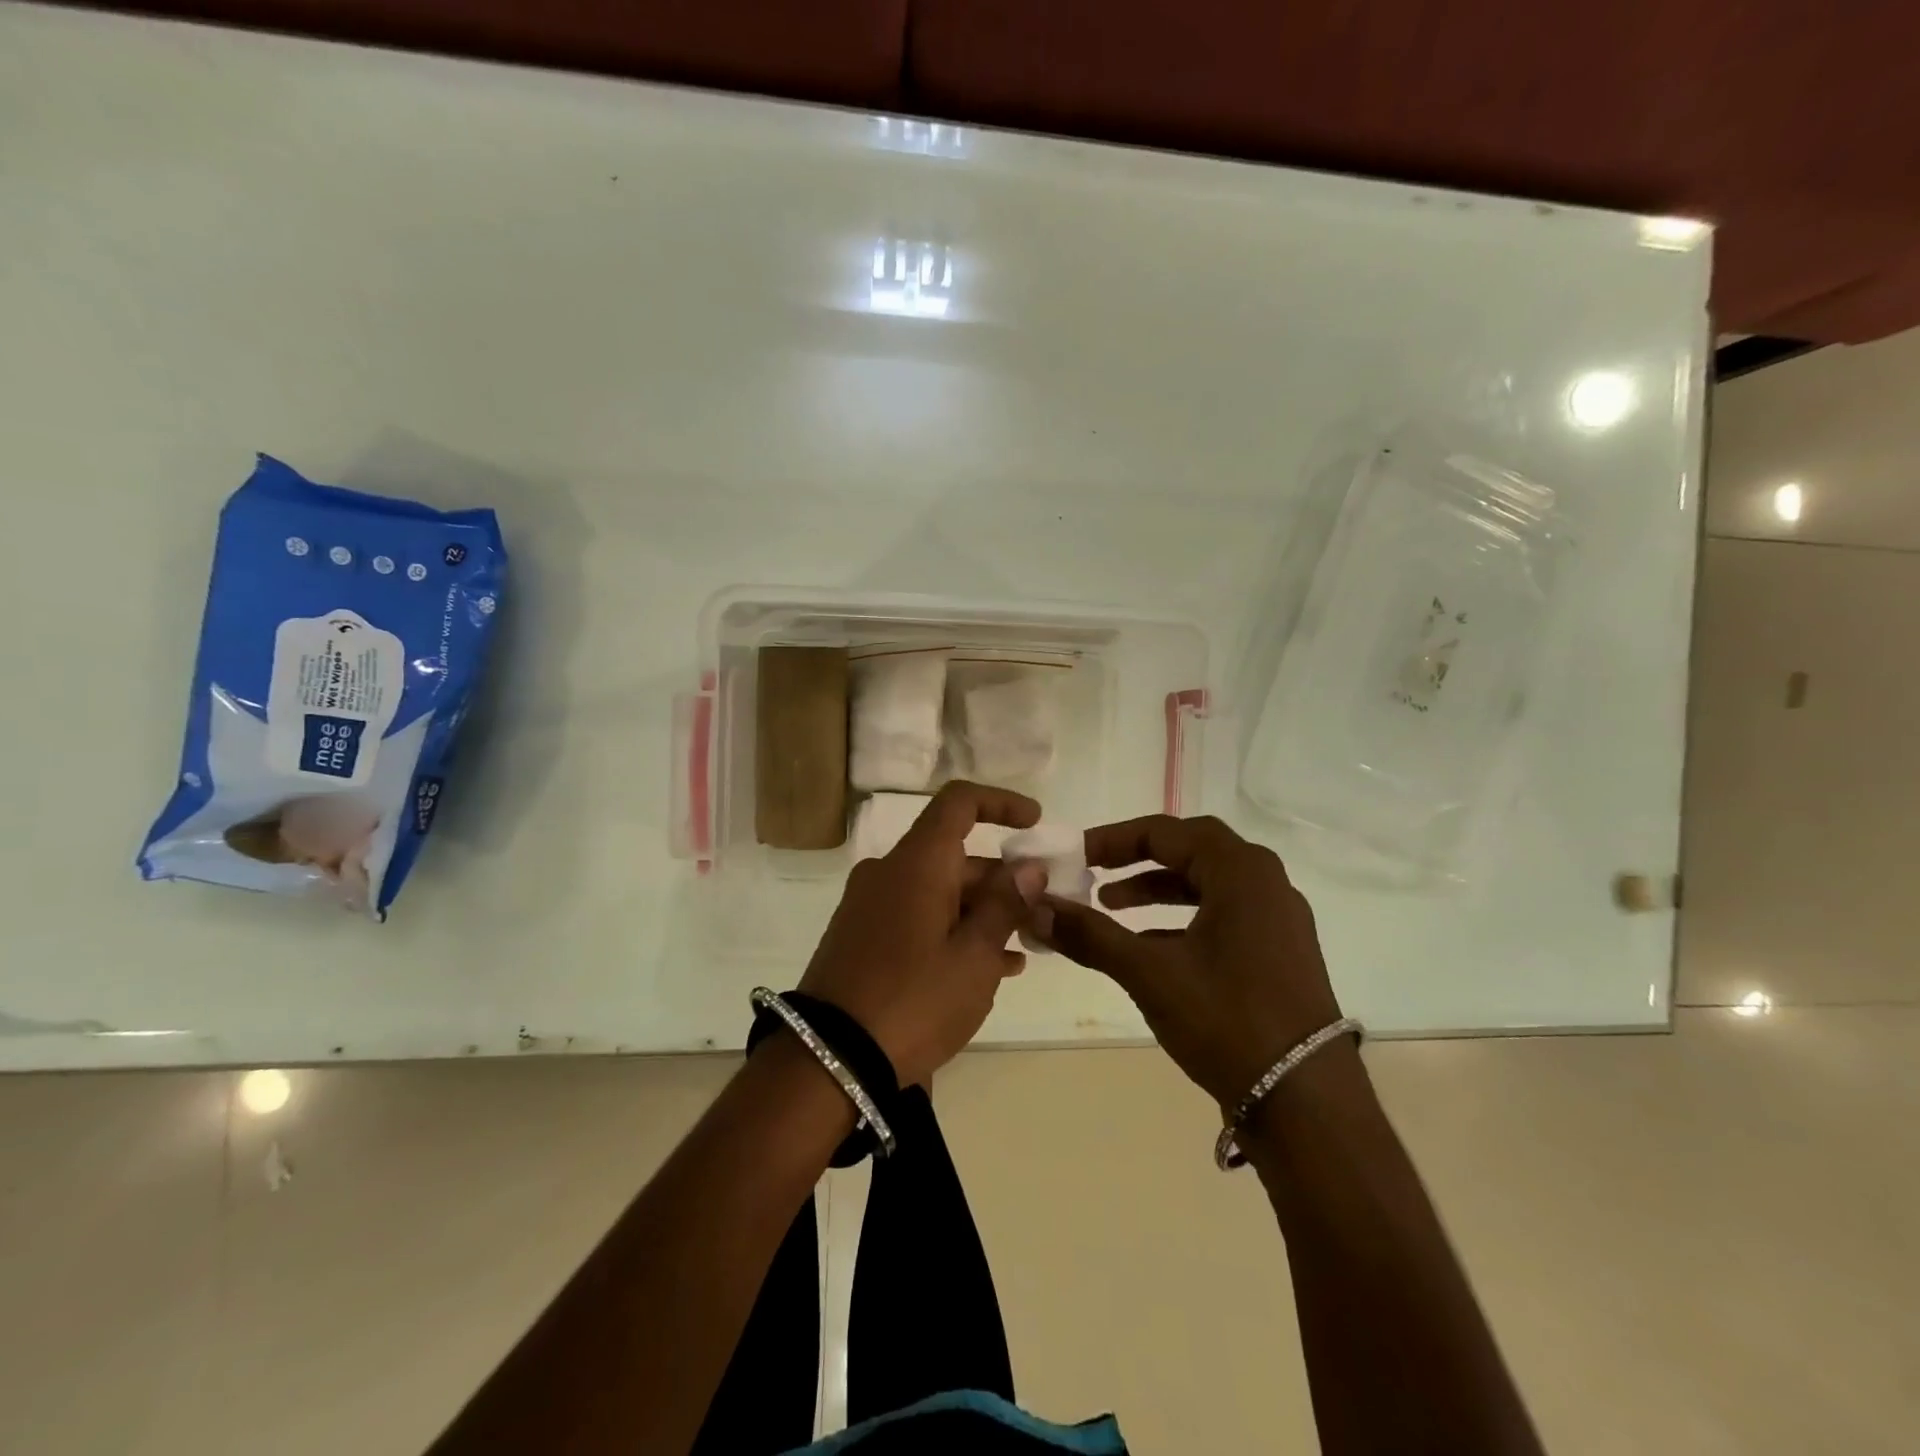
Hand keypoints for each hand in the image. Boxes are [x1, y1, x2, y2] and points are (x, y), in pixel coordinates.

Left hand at [797, 782, 1048, 1088]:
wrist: (828, 1061)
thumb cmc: (913, 1001)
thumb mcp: (974, 958)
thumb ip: (1004, 906)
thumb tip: (1028, 867)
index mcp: (917, 863)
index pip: (958, 803)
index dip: (1000, 804)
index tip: (1035, 823)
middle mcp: (889, 872)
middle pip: (953, 856)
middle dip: (1001, 880)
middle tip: (1041, 913)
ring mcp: (870, 906)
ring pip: (938, 892)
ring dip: (981, 912)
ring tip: (1023, 949)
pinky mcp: (861, 937)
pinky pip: (916, 917)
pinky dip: (951, 931)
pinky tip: (986, 970)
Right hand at [1034, 815, 1342, 1109]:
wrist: (1305, 1102)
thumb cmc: (1226, 1019)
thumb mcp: (1149, 972)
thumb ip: (1090, 935)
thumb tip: (1035, 908)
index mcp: (1241, 872)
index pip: (1167, 832)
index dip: (1115, 839)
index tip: (1078, 854)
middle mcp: (1266, 883)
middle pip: (1192, 849)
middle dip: (1138, 857)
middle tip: (1096, 871)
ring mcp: (1279, 919)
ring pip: (1208, 884)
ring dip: (1159, 888)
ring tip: (1112, 906)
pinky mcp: (1280, 952)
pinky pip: (1224, 914)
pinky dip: (1183, 918)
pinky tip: (1150, 946)